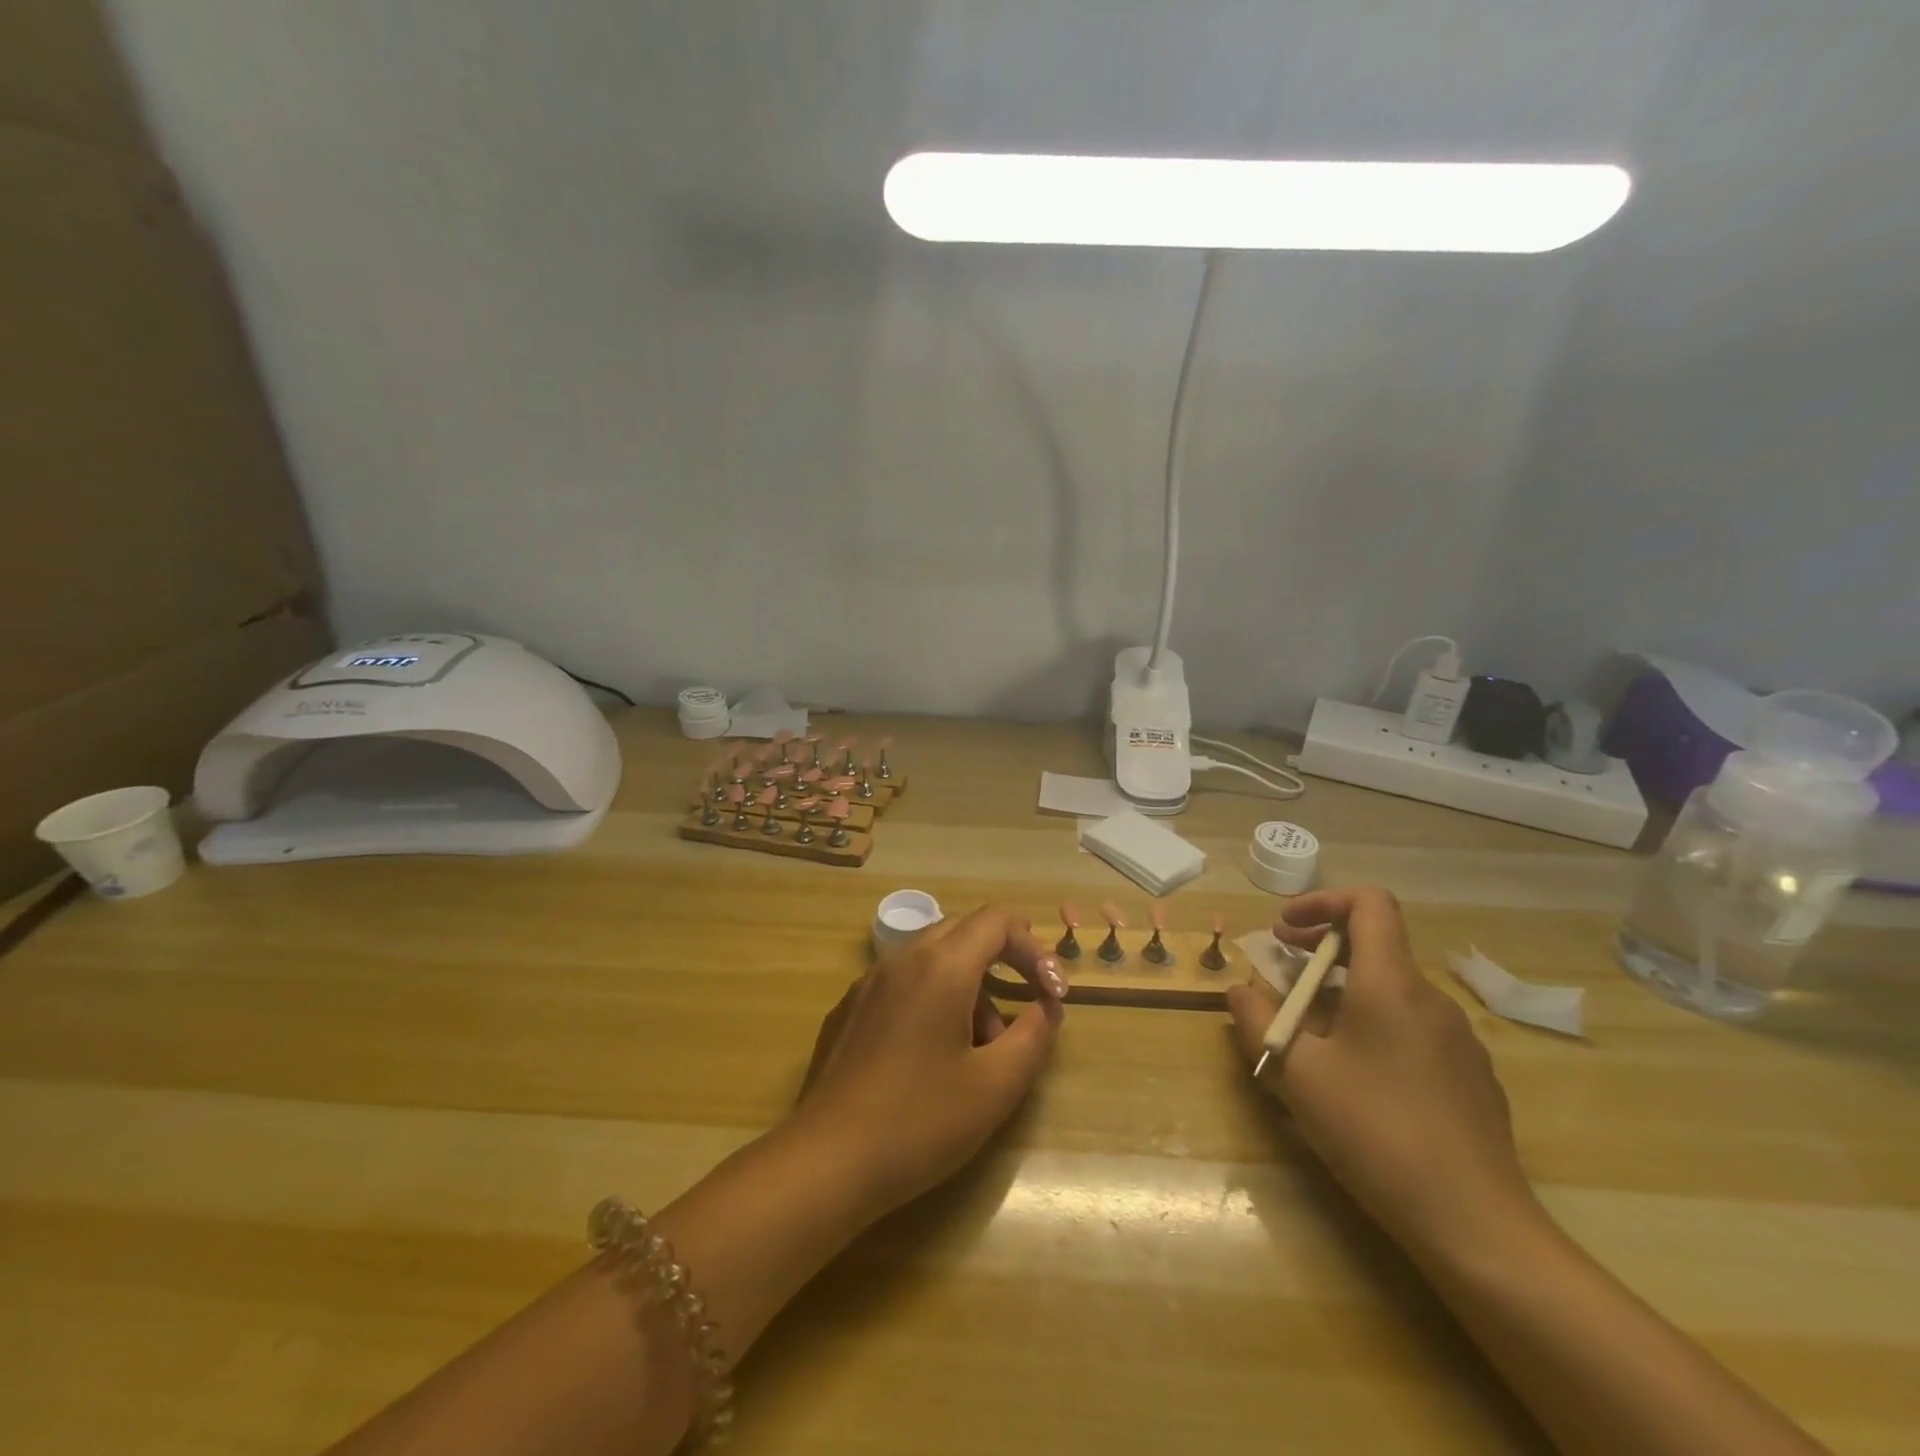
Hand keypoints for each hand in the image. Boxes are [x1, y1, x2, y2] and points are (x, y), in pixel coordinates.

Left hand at [790, 906, 1066, 1216]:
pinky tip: (932, 1056)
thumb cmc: (920, 1121)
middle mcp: (902, 959)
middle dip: (1002, 960)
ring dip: (968, 985)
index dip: (1034, 949)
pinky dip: (933, 998)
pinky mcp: (848, 1010)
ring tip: (981, 1047)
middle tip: (1024, 1004)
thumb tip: (1047, 1006)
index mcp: (941, 966)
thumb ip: (1033, 1035)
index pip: (996, 921)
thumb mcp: (995, 1085)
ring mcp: (868, 983)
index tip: (1052, 994)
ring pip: (931, 958)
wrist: (825, 1162)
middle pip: (963, 931)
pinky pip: (902, 983)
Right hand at [1225, 886, 1544, 1264]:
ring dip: (1346, 989)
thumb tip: (1239, 992)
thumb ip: (1259, 1022)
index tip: (1286, 929)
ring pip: (1394, 990)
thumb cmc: (1375, 1132)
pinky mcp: (1472, 1077)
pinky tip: (1360, 1078)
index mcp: (1391, 984)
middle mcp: (1431, 999)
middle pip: (1378, 944)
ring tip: (1312, 1030)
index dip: (1323, 901)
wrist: (1476, 1224)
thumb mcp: (1298, 1075)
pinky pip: (1415, 1028)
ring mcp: (1459, 1039)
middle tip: (1283, 967)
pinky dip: (1377, 1024)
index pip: (1369, 903)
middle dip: (1323, 946)